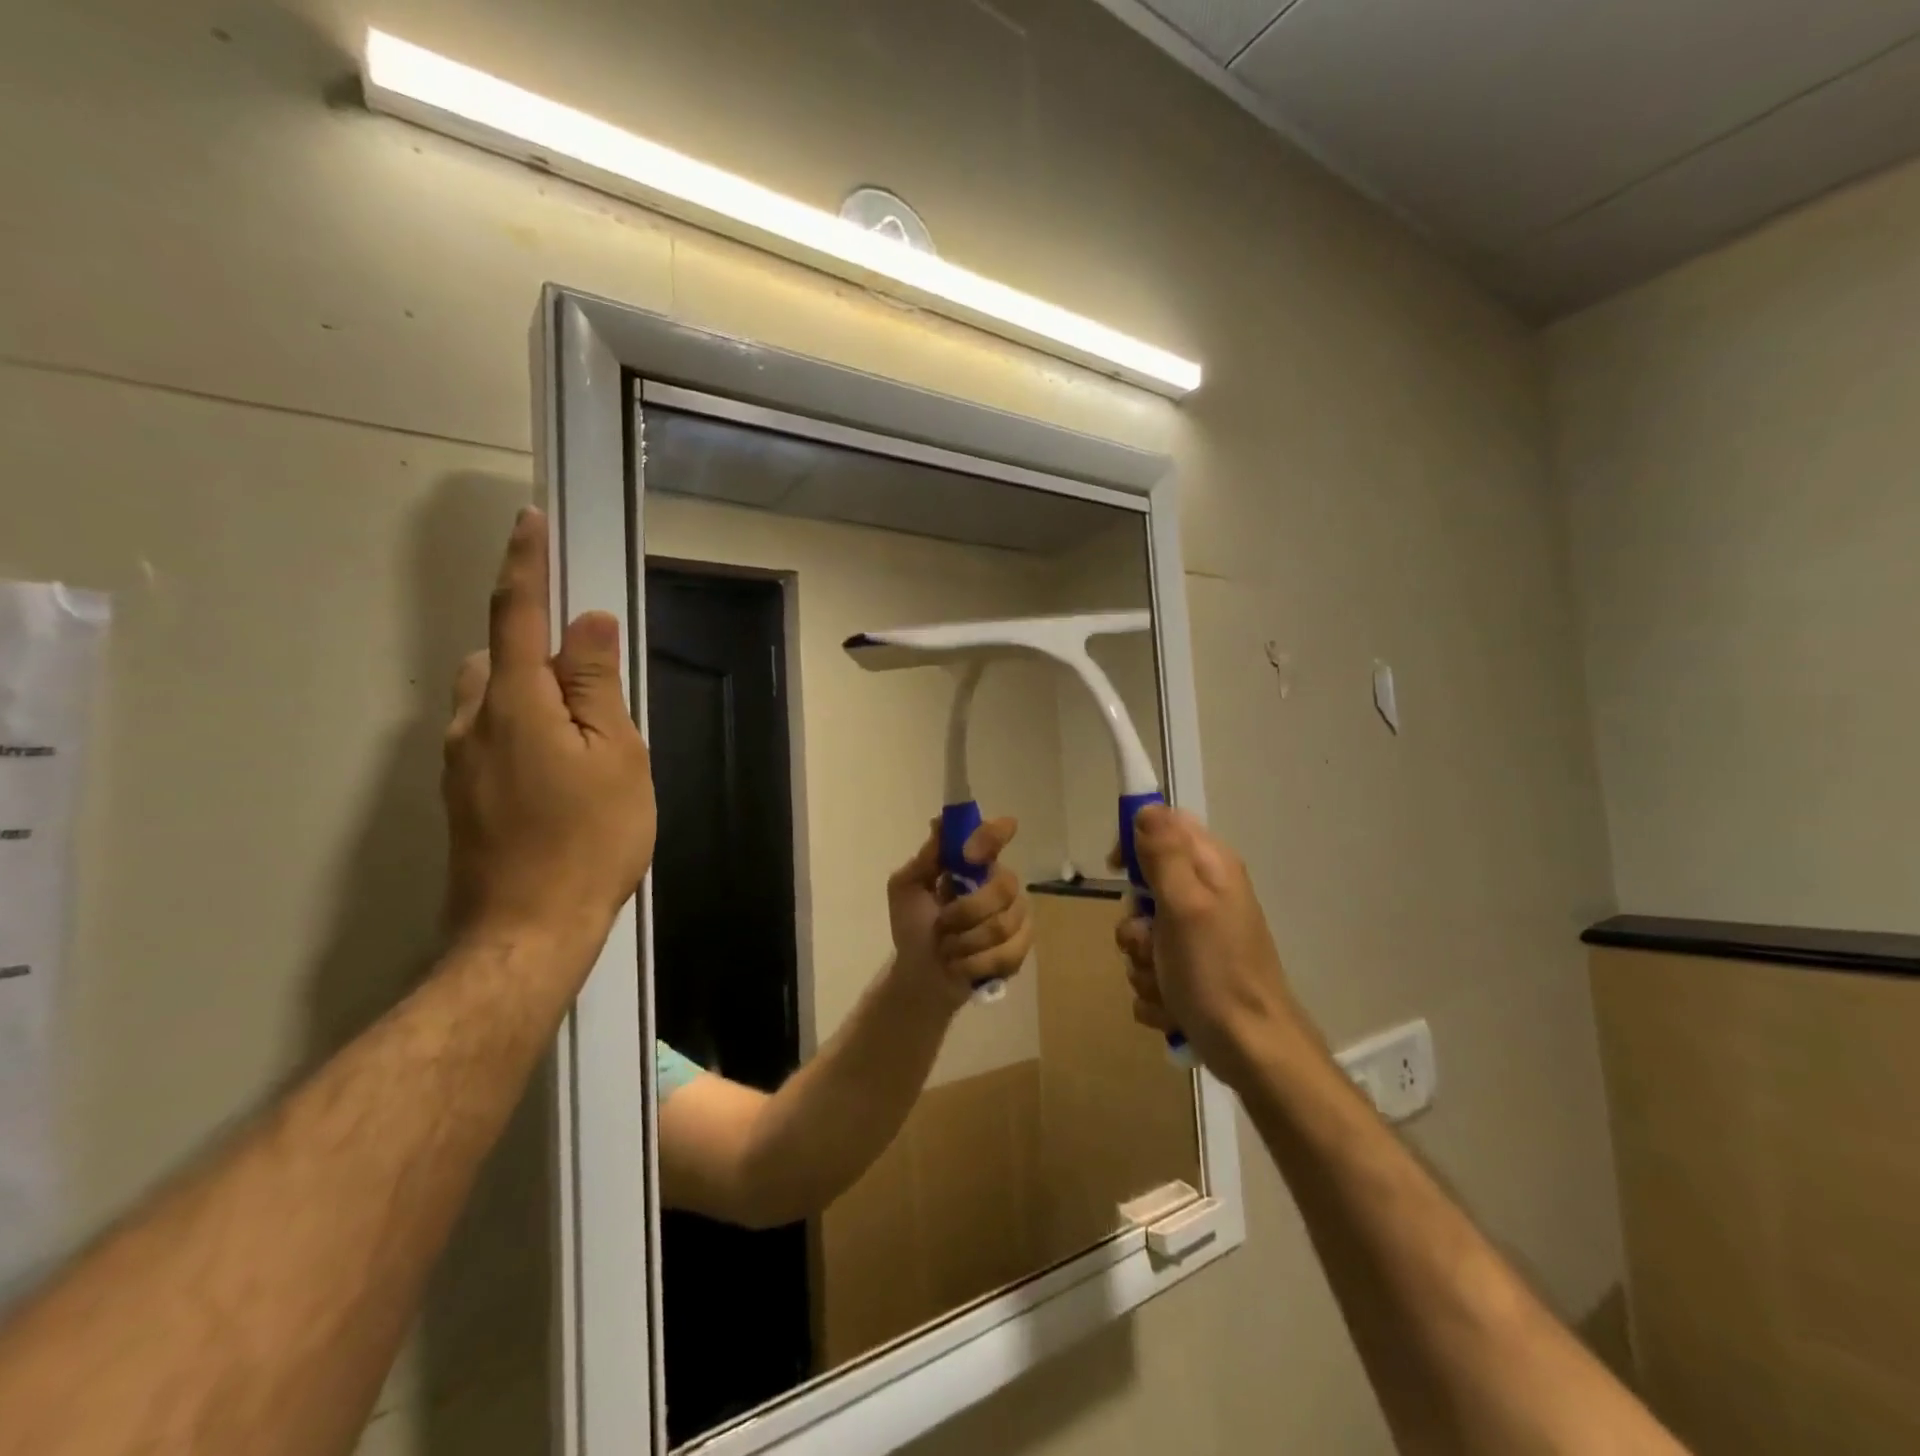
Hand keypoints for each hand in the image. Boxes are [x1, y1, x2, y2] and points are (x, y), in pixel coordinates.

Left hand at [443, 508, 655, 960]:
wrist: (526, 931)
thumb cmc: (589, 839)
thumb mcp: (617, 757)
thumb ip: (599, 686)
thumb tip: (589, 624)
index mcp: (515, 702)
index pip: (517, 614)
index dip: (526, 564)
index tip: (530, 521)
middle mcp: (472, 721)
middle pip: (500, 657)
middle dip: (540, 653)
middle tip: (599, 697)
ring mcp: (458, 762)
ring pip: (493, 699)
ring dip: (533, 697)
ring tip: (586, 747)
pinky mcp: (459, 795)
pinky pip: (490, 737)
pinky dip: (524, 732)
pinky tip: (561, 781)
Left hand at [886, 818, 1033, 1011]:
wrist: (920, 975)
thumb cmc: (913, 927)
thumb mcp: (906, 889)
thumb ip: (925, 858)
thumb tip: (940, 822)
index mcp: (973, 863)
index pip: (995, 835)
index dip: (992, 835)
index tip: (970, 854)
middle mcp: (999, 883)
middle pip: (1005, 885)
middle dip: (967, 911)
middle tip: (942, 924)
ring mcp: (1015, 915)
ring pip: (1004, 924)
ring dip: (966, 942)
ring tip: (947, 948)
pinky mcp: (1020, 948)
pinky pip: (1008, 953)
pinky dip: (976, 963)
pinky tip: (961, 965)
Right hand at [1115, 805, 1310, 1086]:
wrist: (1253, 1053)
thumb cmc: (1216, 974)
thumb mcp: (1185, 906)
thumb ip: (1164, 855)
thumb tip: (1146, 808)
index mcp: (1211, 869)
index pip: (1164, 826)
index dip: (1134, 841)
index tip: (1117, 871)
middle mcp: (1206, 897)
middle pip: (1144, 887)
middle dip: (1135, 923)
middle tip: (1150, 943)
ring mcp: (1198, 939)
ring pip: (1141, 935)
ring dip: (1141, 963)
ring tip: (1165, 983)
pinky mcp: (1190, 974)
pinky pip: (1150, 970)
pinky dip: (1153, 990)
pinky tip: (1172, 1006)